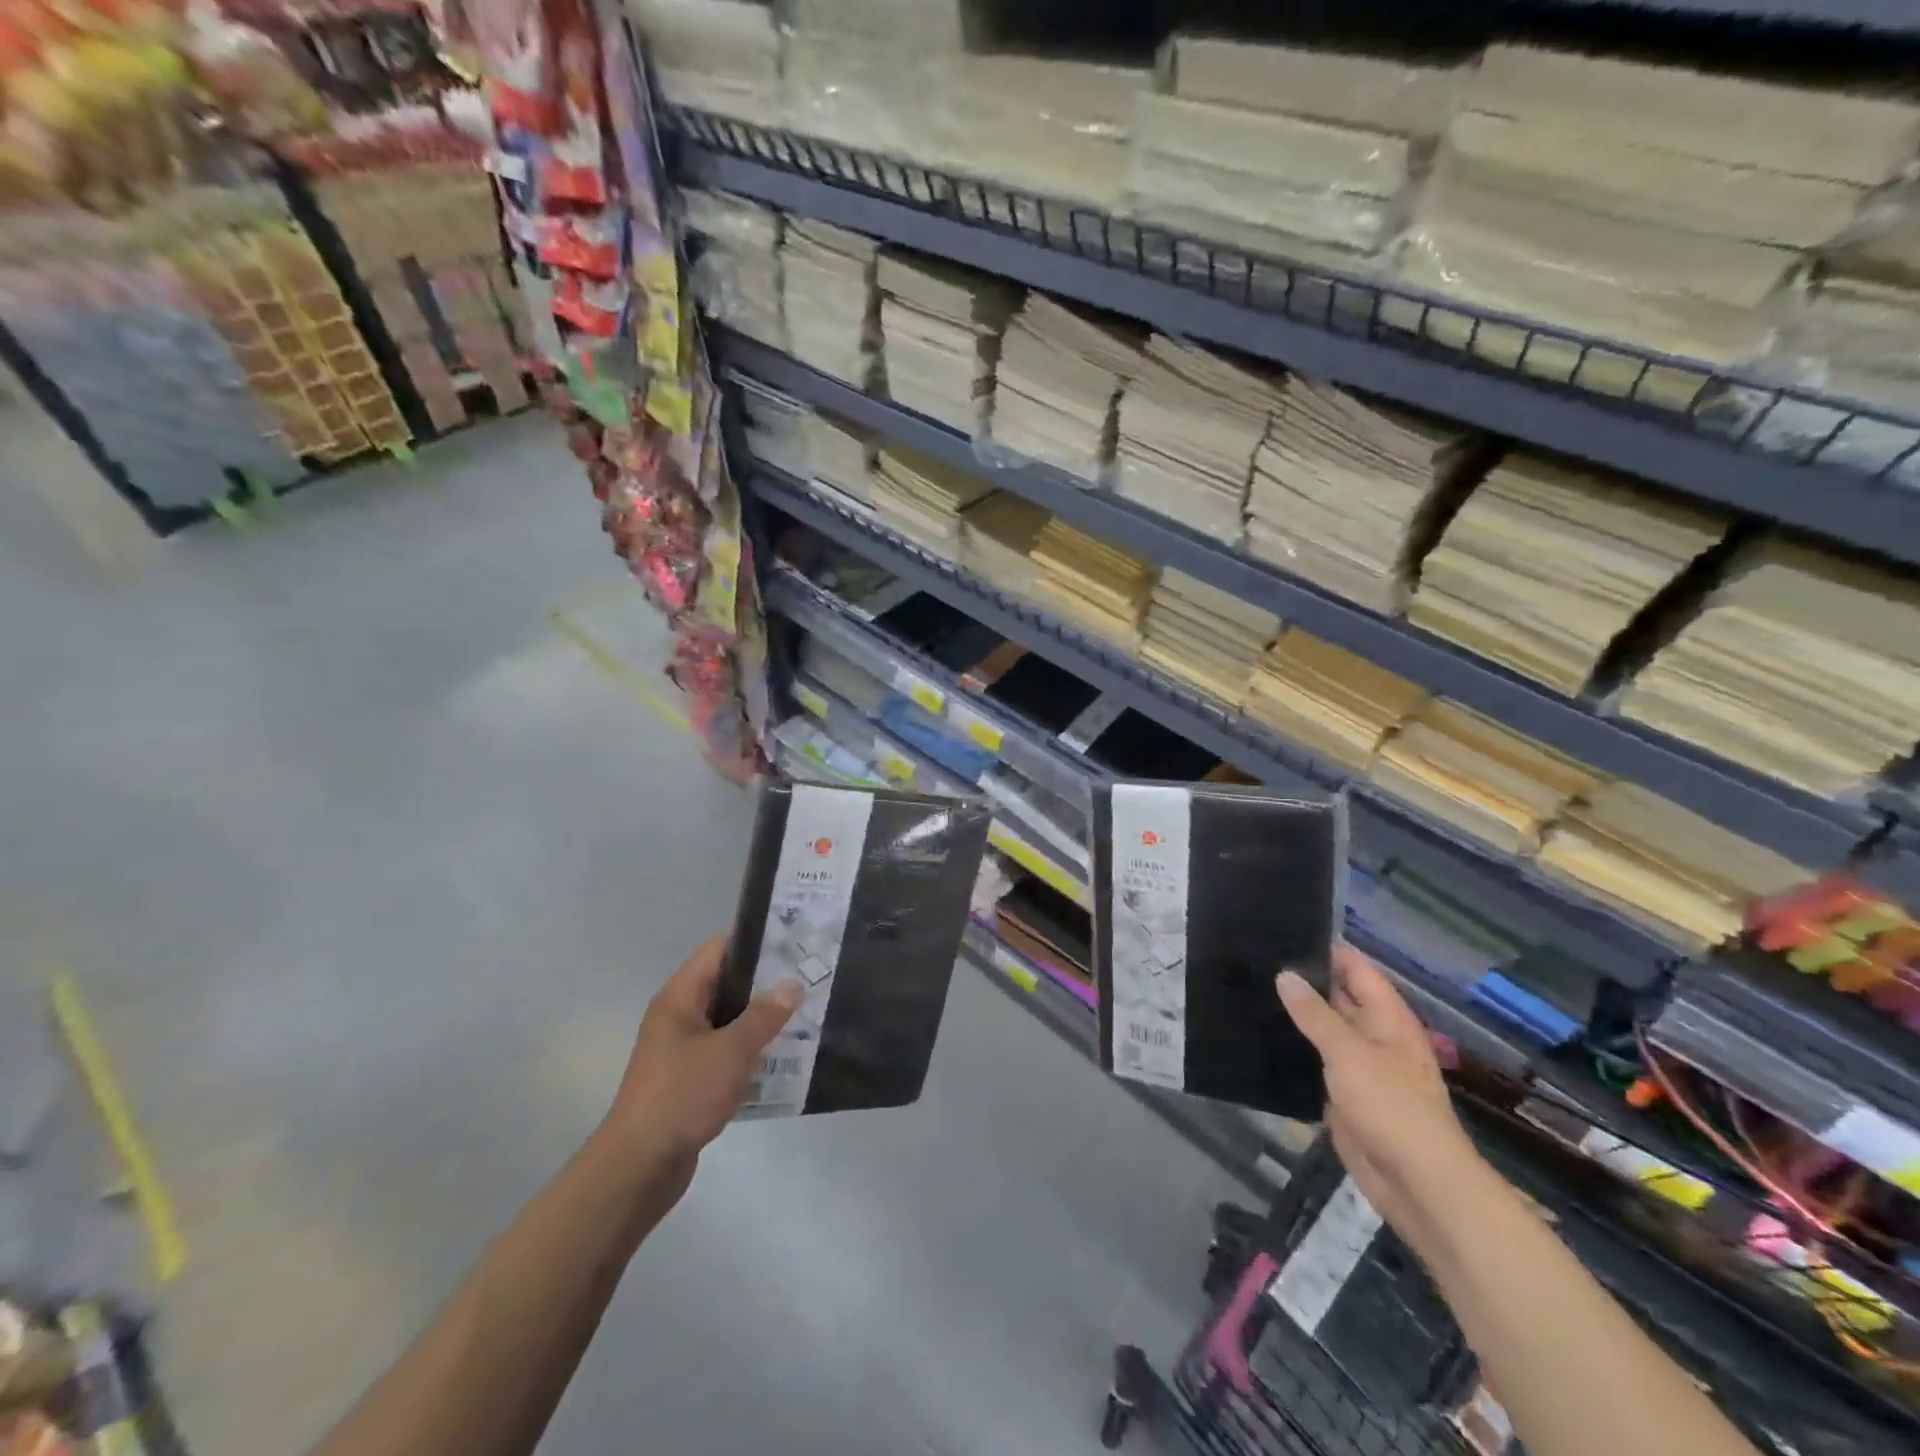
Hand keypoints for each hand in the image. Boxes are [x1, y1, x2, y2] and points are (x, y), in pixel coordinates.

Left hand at [605, 935, 803, 1164]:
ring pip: (730, 1018)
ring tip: (805, 1010)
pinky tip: (784, 1053)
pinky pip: (727, 1049)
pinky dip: (752, 1047)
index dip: (754, 939)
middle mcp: (679, 1016)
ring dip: (762, 1016)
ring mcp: (684, 1048)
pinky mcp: (692, 1078)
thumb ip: (764, 1015)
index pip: (718, 949)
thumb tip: (793, 984)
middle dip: (766, 979)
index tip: (794, 939)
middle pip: (727, 982)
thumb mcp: (730, 1051)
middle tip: (808, 974)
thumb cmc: (681, 1096)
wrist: (639, 1167)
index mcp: (680, 997)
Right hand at [1278, 947, 1484, 1262]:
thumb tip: (1285, 975)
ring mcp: (1359, 1069)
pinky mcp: (1343, 1097)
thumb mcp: (1350, 1053)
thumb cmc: (1391, 1108)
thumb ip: (1315, 1014)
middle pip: (1339, 999)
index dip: (1326, 950)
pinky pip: (1314, 1064)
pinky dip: (1292, 1052)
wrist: (1417, 1185)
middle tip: (1254, 960)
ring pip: (1322, 1032)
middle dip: (1303, 982)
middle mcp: (1374, 1037)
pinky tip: (1258, 1039)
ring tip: (1247, 992)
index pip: (1356, 970)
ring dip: (1294, 1018)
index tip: (1283, 931)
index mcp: (1388, 1019)